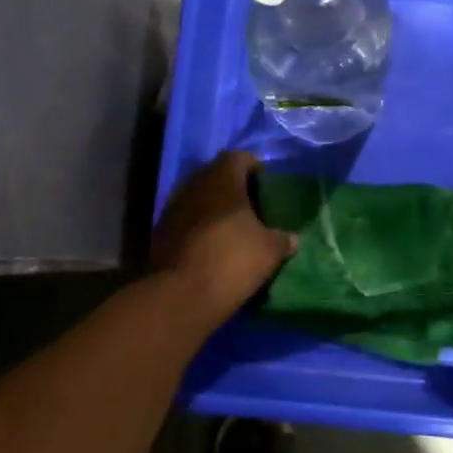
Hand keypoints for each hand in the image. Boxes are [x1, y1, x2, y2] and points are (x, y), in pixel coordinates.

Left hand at [149, 151, 295, 327]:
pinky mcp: (161, 231)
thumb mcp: (270, 251)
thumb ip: (283, 239)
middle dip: (234, 187)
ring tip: (233, 227)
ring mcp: (173, 206)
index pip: (240, 157)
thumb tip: (291, 239)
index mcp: (223, 178)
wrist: (180, 295)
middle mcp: (195, 184)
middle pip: (217, 175)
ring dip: (215, 207)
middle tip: (253, 206)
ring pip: (199, 197)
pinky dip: (200, 225)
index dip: (256, 168)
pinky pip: (186, 218)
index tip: (267, 185)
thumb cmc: (231, 261)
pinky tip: (212, 244)